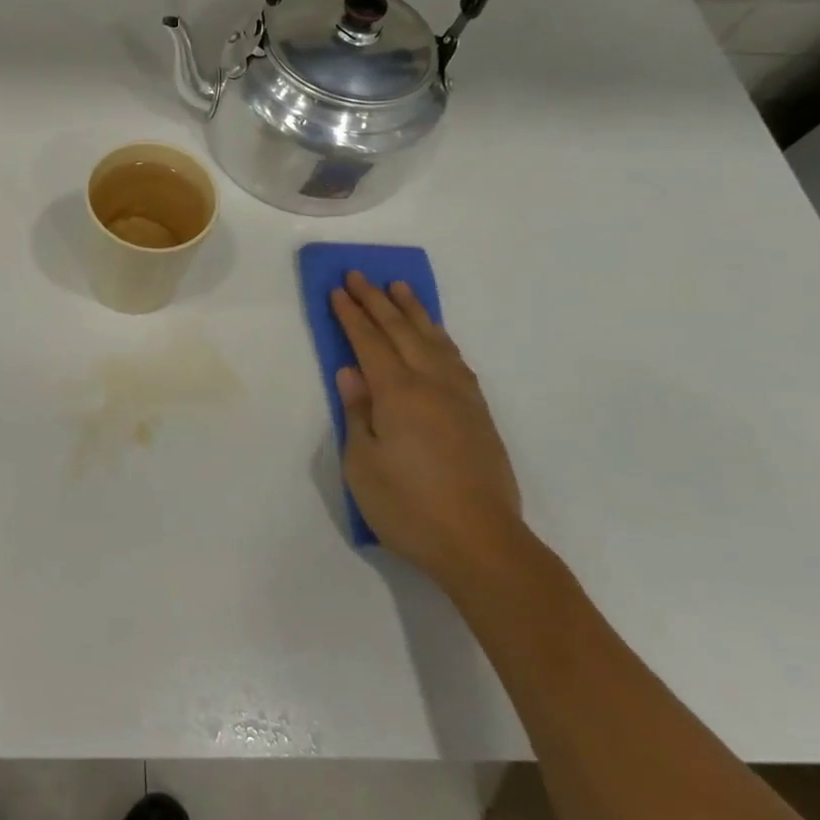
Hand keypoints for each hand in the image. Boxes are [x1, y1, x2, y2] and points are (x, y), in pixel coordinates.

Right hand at [331, 275, 525, 591]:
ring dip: (415, 312)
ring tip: (401, 289)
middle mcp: (432, 385)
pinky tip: (436, 338)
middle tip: (360, 275)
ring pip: (435, 341)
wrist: (481, 543)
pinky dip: (441, 339)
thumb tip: (351, 374)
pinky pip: (456, 360)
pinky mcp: (479, 415)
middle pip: (402, 332)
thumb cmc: (408, 507)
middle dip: (378, 301)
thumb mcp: (362, 463)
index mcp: (398, 394)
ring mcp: (461, 398)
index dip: (351, 315)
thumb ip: (357, 413)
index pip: (369, 342)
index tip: (337, 290)